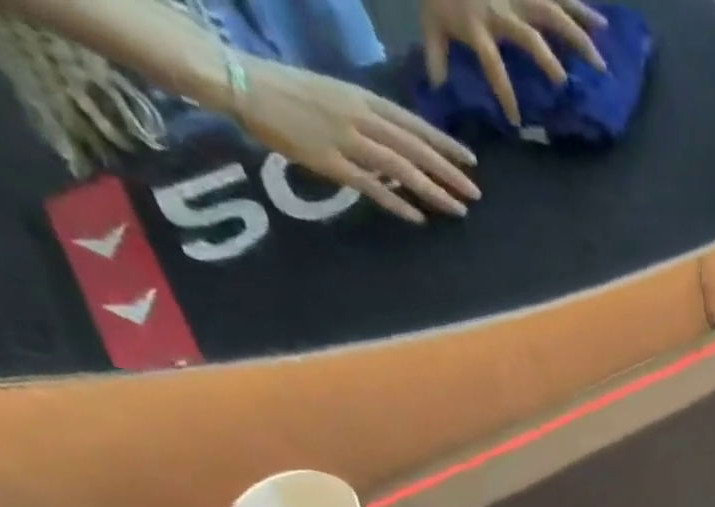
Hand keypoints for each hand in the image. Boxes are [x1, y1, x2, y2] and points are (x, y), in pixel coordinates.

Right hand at [231, 60, 479, 222]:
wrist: (240, 80)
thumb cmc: (288, 89)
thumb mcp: (335, 94)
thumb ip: (367, 117)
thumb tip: (396, 143)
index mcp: (361, 98)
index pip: (413, 123)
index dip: (444, 143)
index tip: (471, 161)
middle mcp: (359, 117)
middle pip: (414, 148)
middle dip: (448, 172)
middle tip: (475, 193)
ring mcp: (344, 139)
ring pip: (400, 168)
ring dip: (432, 191)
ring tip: (458, 209)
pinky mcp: (328, 161)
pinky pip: (370, 186)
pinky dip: (396, 203)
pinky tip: (418, 218)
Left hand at [422, 0, 607, 127]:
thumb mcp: (431, 20)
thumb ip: (437, 55)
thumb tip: (439, 89)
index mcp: (477, 25)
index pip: (491, 63)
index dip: (504, 92)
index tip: (516, 121)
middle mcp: (500, 9)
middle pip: (528, 37)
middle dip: (547, 62)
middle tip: (565, 85)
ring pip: (552, 15)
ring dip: (578, 39)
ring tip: (600, 63)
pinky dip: (582, 9)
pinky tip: (603, 25)